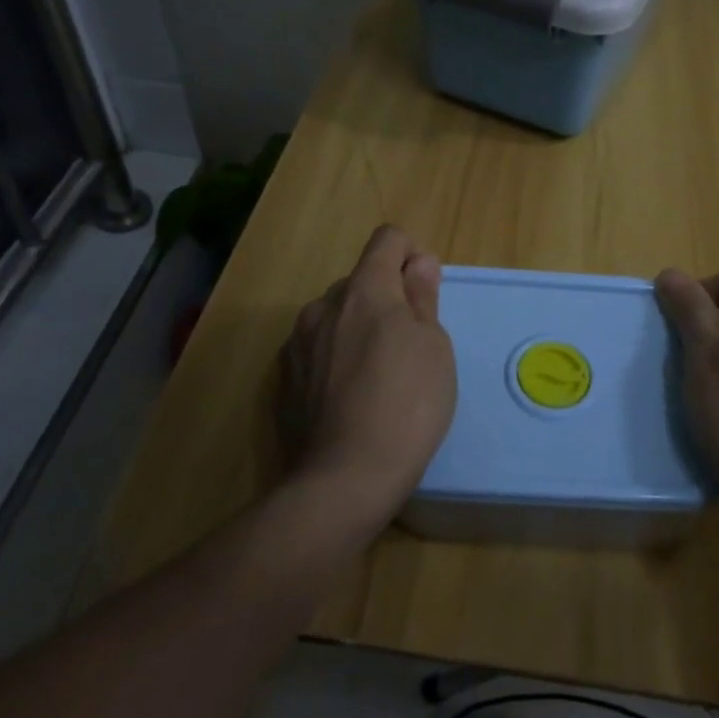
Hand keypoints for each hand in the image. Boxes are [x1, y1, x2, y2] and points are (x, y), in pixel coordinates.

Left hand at [280, 226, 456, 525]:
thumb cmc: (407, 404)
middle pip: (361, 279)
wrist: (344, 478)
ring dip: (359, 326)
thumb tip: (419, 262)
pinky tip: (351, 396)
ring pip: (336, 315)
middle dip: (387, 296)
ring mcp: (298, 342)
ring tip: (379, 374)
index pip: (387, 239)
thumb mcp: (434, 347)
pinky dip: (336, 355)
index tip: (426, 290)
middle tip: (411, 343)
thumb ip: (422, 297)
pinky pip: (317, 348)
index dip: (412, 253)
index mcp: (365, 290)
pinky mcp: (284, 377)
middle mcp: (324, 305)